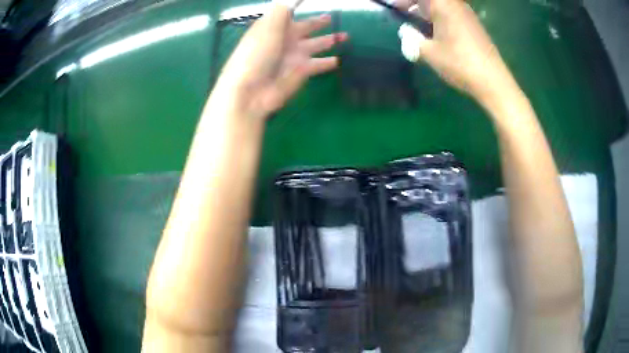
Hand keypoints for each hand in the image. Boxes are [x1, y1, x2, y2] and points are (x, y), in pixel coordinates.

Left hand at [211, 5, 347, 120]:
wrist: (251, 91)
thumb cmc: (257, 53)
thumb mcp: (269, 24)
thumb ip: (283, 8)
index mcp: (275, 26)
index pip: (290, 12)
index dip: (299, 6)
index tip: (309, 3)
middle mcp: (285, 39)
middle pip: (306, 28)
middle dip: (319, 23)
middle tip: (330, 18)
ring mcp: (294, 56)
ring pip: (316, 45)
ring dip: (329, 40)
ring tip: (345, 36)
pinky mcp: (302, 72)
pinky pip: (319, 64)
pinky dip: (328, 63)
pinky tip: (338, 60)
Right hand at [395, 0, 517, 104]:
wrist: (493, 81)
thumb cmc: (459, 63)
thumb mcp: (429, 53)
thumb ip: (412, 40)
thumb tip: (405, 33)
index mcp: (443, 5)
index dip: (405, 1)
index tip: (395, 8)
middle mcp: (456, 5)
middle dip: (415, 4)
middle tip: (403, 13)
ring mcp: (468, 15)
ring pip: (443, 6)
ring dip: (428, 11)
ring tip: (418, 24)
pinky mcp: (475, 26)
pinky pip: (452, 14)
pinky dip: (440, 18)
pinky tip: (437, 33)